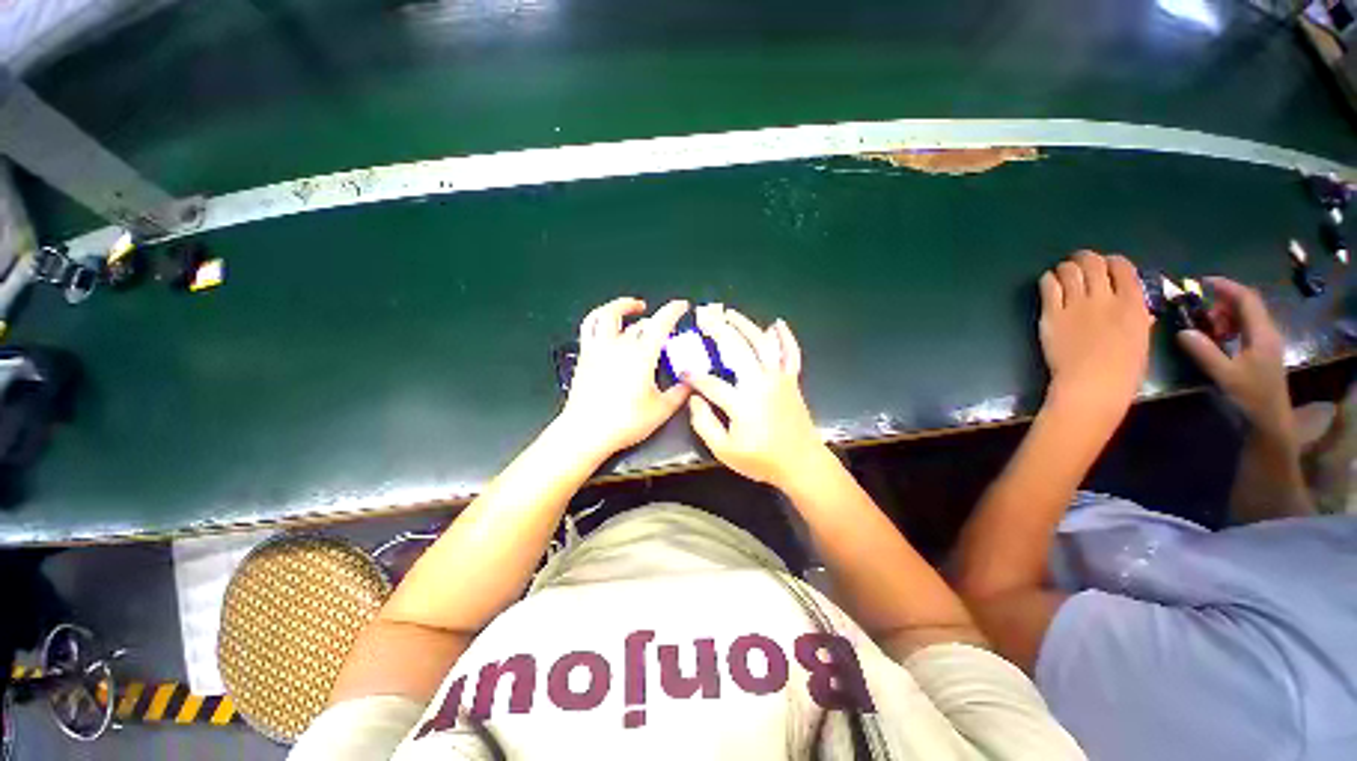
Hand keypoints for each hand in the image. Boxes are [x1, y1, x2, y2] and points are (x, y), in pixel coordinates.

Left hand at [558, 297, 690, 457]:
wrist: (586, 432)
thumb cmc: (626, 422)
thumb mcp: (661, 411)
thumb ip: (679, 394)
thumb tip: (691, 383)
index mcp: (641, 356)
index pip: (660, 323)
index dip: (673, 310)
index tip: (682, 305)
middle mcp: (619, 345)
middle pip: (640, 324)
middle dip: (655, 322)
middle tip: (664, 329)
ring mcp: (598, 348)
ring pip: (607, 315)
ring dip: (621, 306)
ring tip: (633, 306)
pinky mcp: (585, 355)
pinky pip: (589, 327)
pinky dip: (598, 317)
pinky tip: (605, 322)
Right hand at [682, 305, 829, 488]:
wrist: (802, 464)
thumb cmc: (762, 460)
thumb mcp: (724, 450)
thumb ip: (704, 423)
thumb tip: (694, 399)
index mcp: (742, 402)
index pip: (711, 382)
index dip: (693, 376)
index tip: (682, 371)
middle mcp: (761, 383)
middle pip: (737, 348)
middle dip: (718, 330)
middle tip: (704, 317)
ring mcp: (779, 378)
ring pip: (763, 343)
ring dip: (746, 325)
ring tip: (730, 313)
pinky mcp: (792, 380)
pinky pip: (791, 353)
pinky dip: (786, 337)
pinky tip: (777, 323)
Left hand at [1038, 251, 1152, 416]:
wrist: (1091, 385)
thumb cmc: (1123, 371)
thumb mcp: (1141, 340)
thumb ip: (1138, 320)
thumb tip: (1138, 310)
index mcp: (1133, 304)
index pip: (1123, 267)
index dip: (1112, 262)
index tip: (1106, 266)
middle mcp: (1105, 298)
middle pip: (1093, 263)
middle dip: (1085, 259)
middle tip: (1079, 263)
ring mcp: (1076, 305)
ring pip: (1069, 270)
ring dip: (1065, 268)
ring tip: (1063, 273)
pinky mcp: (1052, 314)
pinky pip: (1048, 286)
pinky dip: (1048, 279)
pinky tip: (1049, 283)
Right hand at [1177, 277, 1292, 437]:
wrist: (1270, 420)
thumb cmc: (1249, 396)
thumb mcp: (1224, 375)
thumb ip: (1204, 351)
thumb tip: (1183, 331)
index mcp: (1262, 333)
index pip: (1246, 299)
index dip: (1226, 286)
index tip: (1203, 282)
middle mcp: (1268, 332)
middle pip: (1247, 305)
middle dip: (1223, 303)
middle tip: (1201, 313)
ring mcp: (1267, 342)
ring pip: (1247, 316)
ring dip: (1225, 316)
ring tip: (1208, 329)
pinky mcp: (1263, 351)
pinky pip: (1247, 327)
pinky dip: (1231, 326)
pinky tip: (1220, 339)